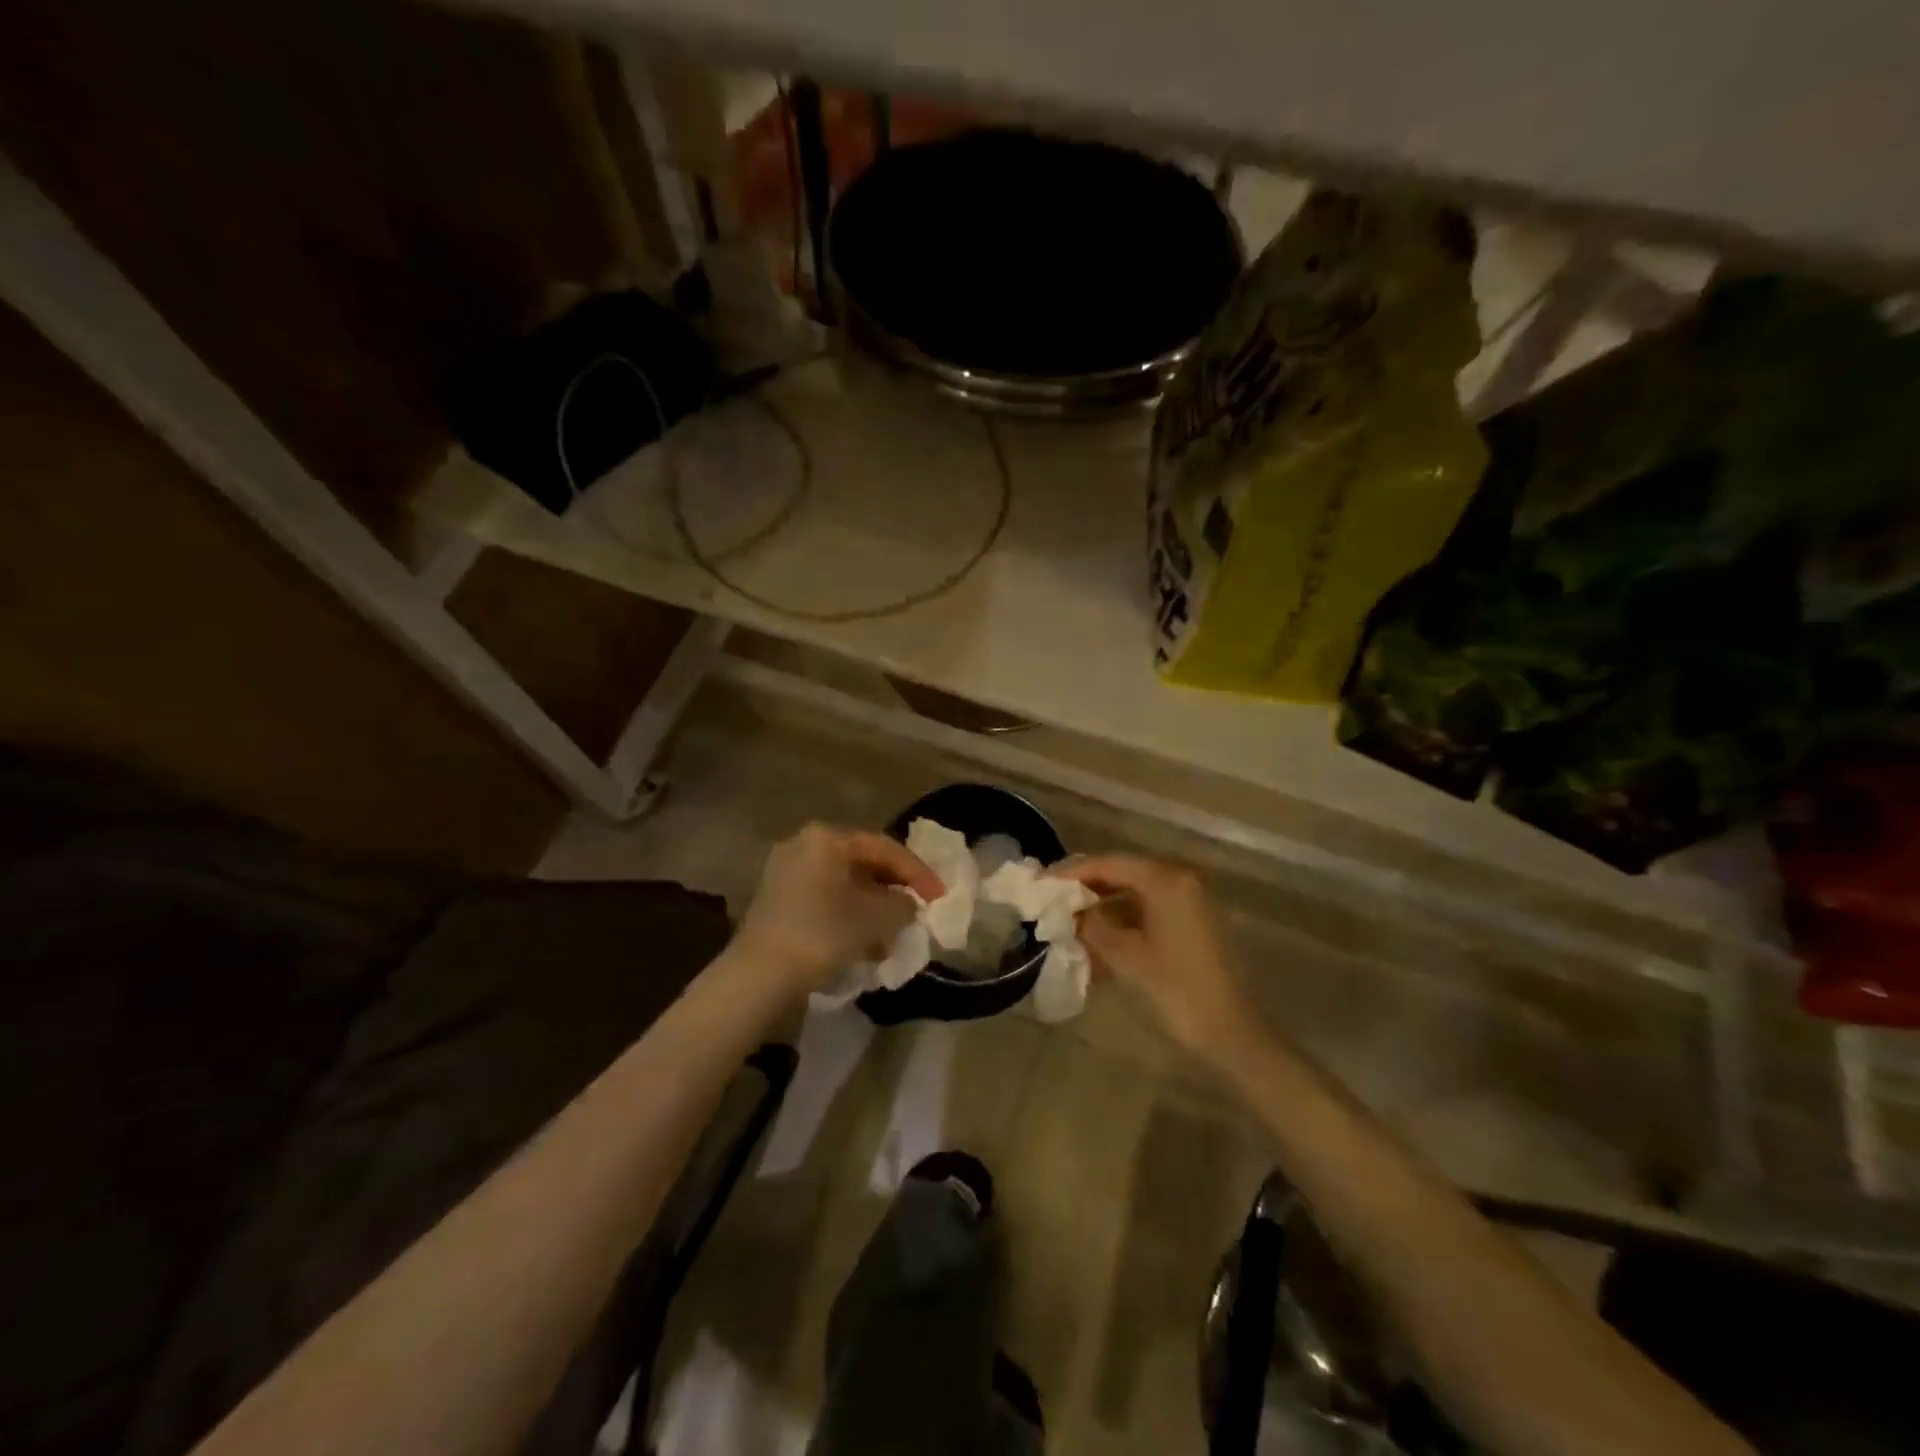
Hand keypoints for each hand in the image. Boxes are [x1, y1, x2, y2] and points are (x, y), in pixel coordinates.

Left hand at [734, 823, 944, 989]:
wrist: (759, 975)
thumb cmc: (823, 933)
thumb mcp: (876, 918)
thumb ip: (902, 904)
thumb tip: (908, 903)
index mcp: (827, 837)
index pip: (884, 847)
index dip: (917, 872)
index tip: (940, 895)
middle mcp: (803, 844)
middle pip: (862, 862)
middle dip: (893, 888)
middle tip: (918, 908)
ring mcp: (785, 871)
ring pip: (843, 883)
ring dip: (872, 905)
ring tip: (894, 932)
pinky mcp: (776, 900)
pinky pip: (824, 898)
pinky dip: (848, 914)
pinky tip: (864, 943)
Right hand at [1053, 855, 1253, 1055]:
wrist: (1232, 1033)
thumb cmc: (1177, 989)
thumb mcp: (1126, 956)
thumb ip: (1093, 926)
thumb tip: (1072, 913)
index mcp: (1166, 880)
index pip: (1110, 864)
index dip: (1073, 873)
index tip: (1042, 883)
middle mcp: (1181, 880)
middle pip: (1123, 874)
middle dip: (1087, 889)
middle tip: (1053, 902)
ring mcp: (1190, 902)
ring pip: (1135, 895)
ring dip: (1104, 909)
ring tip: (1072, 927)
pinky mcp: (1194, 924)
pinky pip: (1150, 912)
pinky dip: (1124, 924)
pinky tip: (1100, 945)